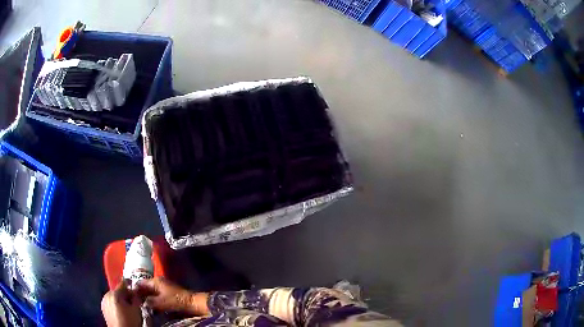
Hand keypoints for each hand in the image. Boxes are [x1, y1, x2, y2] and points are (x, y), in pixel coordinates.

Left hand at [101, 280, 142, 326]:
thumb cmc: (130, 321)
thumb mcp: (137, 309)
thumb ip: (136, 298)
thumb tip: (136, 292)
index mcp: (114, 293)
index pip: (123, 283)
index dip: (131, 284)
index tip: (137, 288)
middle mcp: (107, 295)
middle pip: (118, 291)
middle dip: (126, 295)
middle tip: (134, 302)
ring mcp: (104, 302)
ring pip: (114, 297)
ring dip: (121, 300)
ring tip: (128, 308)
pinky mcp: (103, 309)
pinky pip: (111, 303)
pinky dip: (116, 305)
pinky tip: (122, 312)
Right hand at [136, 277, 208, 315]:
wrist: (191, 302)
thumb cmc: (175, 300)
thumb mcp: (161, 302)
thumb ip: (149, 301)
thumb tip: (140, 302)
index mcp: (156, 281)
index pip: (141, 283)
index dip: (135, 288)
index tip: (130, 295)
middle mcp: (158, 282)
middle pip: (145, 287)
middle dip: (140, 293)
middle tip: (134, 300)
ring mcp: (163, 287)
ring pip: (151, 291)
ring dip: (146, 296)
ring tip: (140, 303)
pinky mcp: (167, 292)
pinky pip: (156, 294)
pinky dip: (152, 298)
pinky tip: (150, 304)